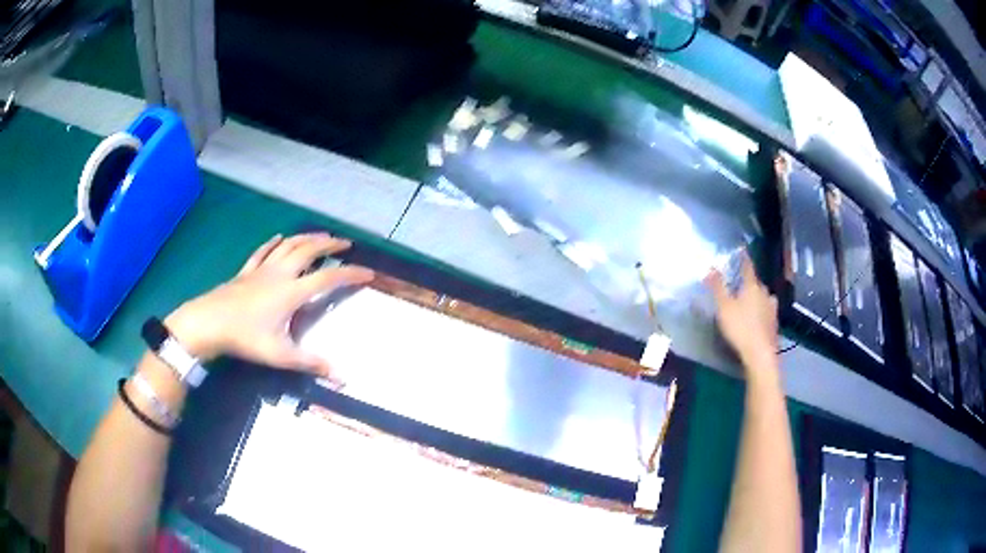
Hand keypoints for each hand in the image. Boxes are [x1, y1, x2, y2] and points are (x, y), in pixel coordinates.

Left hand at [164, 233, 373, 378]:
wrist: (208, 322)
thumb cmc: (244, 337)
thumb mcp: (279, 354)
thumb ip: (309, 363)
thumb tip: (340, 376)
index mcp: (291, 292)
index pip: (327, 278)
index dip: (350, 274)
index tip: (368, 272)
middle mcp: (280, 274)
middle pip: (308, 250)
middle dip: (329, 244)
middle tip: (345, 242)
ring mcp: (261, 269)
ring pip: (288, 245)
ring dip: (307, 238)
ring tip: (320, 236)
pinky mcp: (246, 271)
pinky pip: (263, 251)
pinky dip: (274, 242)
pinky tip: (279, 237)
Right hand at [705, 253, 778, 372]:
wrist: (760, 354)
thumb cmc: (741, 327)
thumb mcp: (724, 307)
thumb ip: (717, 287)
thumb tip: (709, 267)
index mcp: (752, 286)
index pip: (748, 267)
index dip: (744, 258)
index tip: (742, 249)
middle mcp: (765, 293)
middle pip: (756, 283)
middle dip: (749, 282)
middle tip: (740, 284)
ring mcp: (772, 309)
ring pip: (764, 297)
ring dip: (758, 297)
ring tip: (750, 302)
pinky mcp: (774, 324)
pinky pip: (767, 311)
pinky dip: (762, 311)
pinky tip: (758, 318)